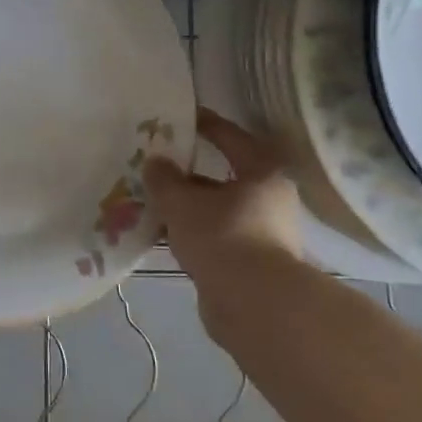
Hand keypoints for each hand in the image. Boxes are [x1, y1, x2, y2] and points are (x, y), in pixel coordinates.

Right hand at [142, 108, 319, 345]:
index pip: (230, 136)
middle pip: (223, 176)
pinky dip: (193, 233)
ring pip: (217, 210)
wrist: (254, 306)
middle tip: (156, 165)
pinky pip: (216, 237)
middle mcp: (270, 199)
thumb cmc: (222, 237)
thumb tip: (155, 162)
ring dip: (188, 207)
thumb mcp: (182, 202)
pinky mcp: (253, 264)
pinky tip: (164, 234)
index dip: (204, 124)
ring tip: (152, 201)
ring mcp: (264, 233)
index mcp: (262, 172)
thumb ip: (164, 179)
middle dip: (188, 173)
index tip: (179, 115)